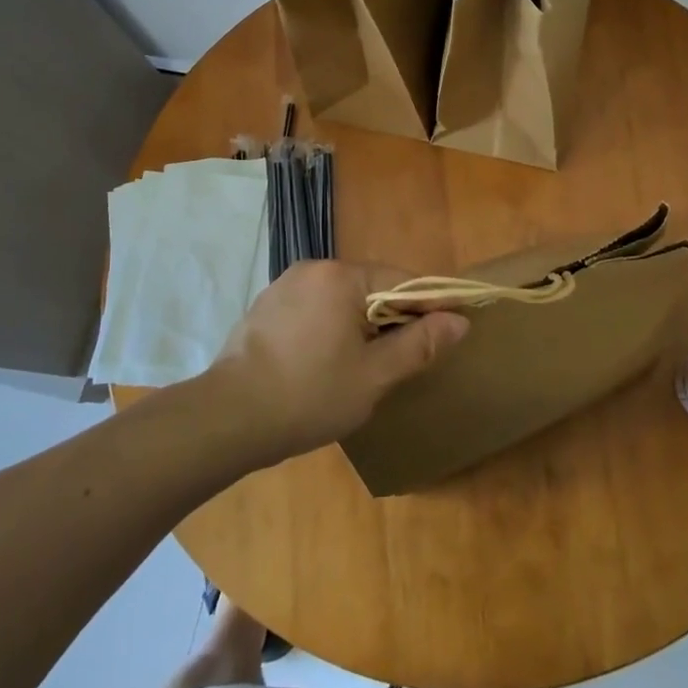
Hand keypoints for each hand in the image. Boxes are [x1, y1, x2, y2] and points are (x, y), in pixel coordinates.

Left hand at [204, 260, 469, 463]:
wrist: (229, 418)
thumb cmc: (310, 395)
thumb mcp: (374, 375)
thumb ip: (419, 344)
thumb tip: (459, 322)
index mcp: (341, 277)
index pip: (402, 281)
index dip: (430, 306)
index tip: (453, 329)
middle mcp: (312, 269)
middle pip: (370, 288)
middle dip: (393, 318)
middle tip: (407, 358)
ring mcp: (284, 287)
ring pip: (340, 300)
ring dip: (361, 325)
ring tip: (368, 365)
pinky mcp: (265, 308)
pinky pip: (313, 310)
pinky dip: (330, 329)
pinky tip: (327, 363)